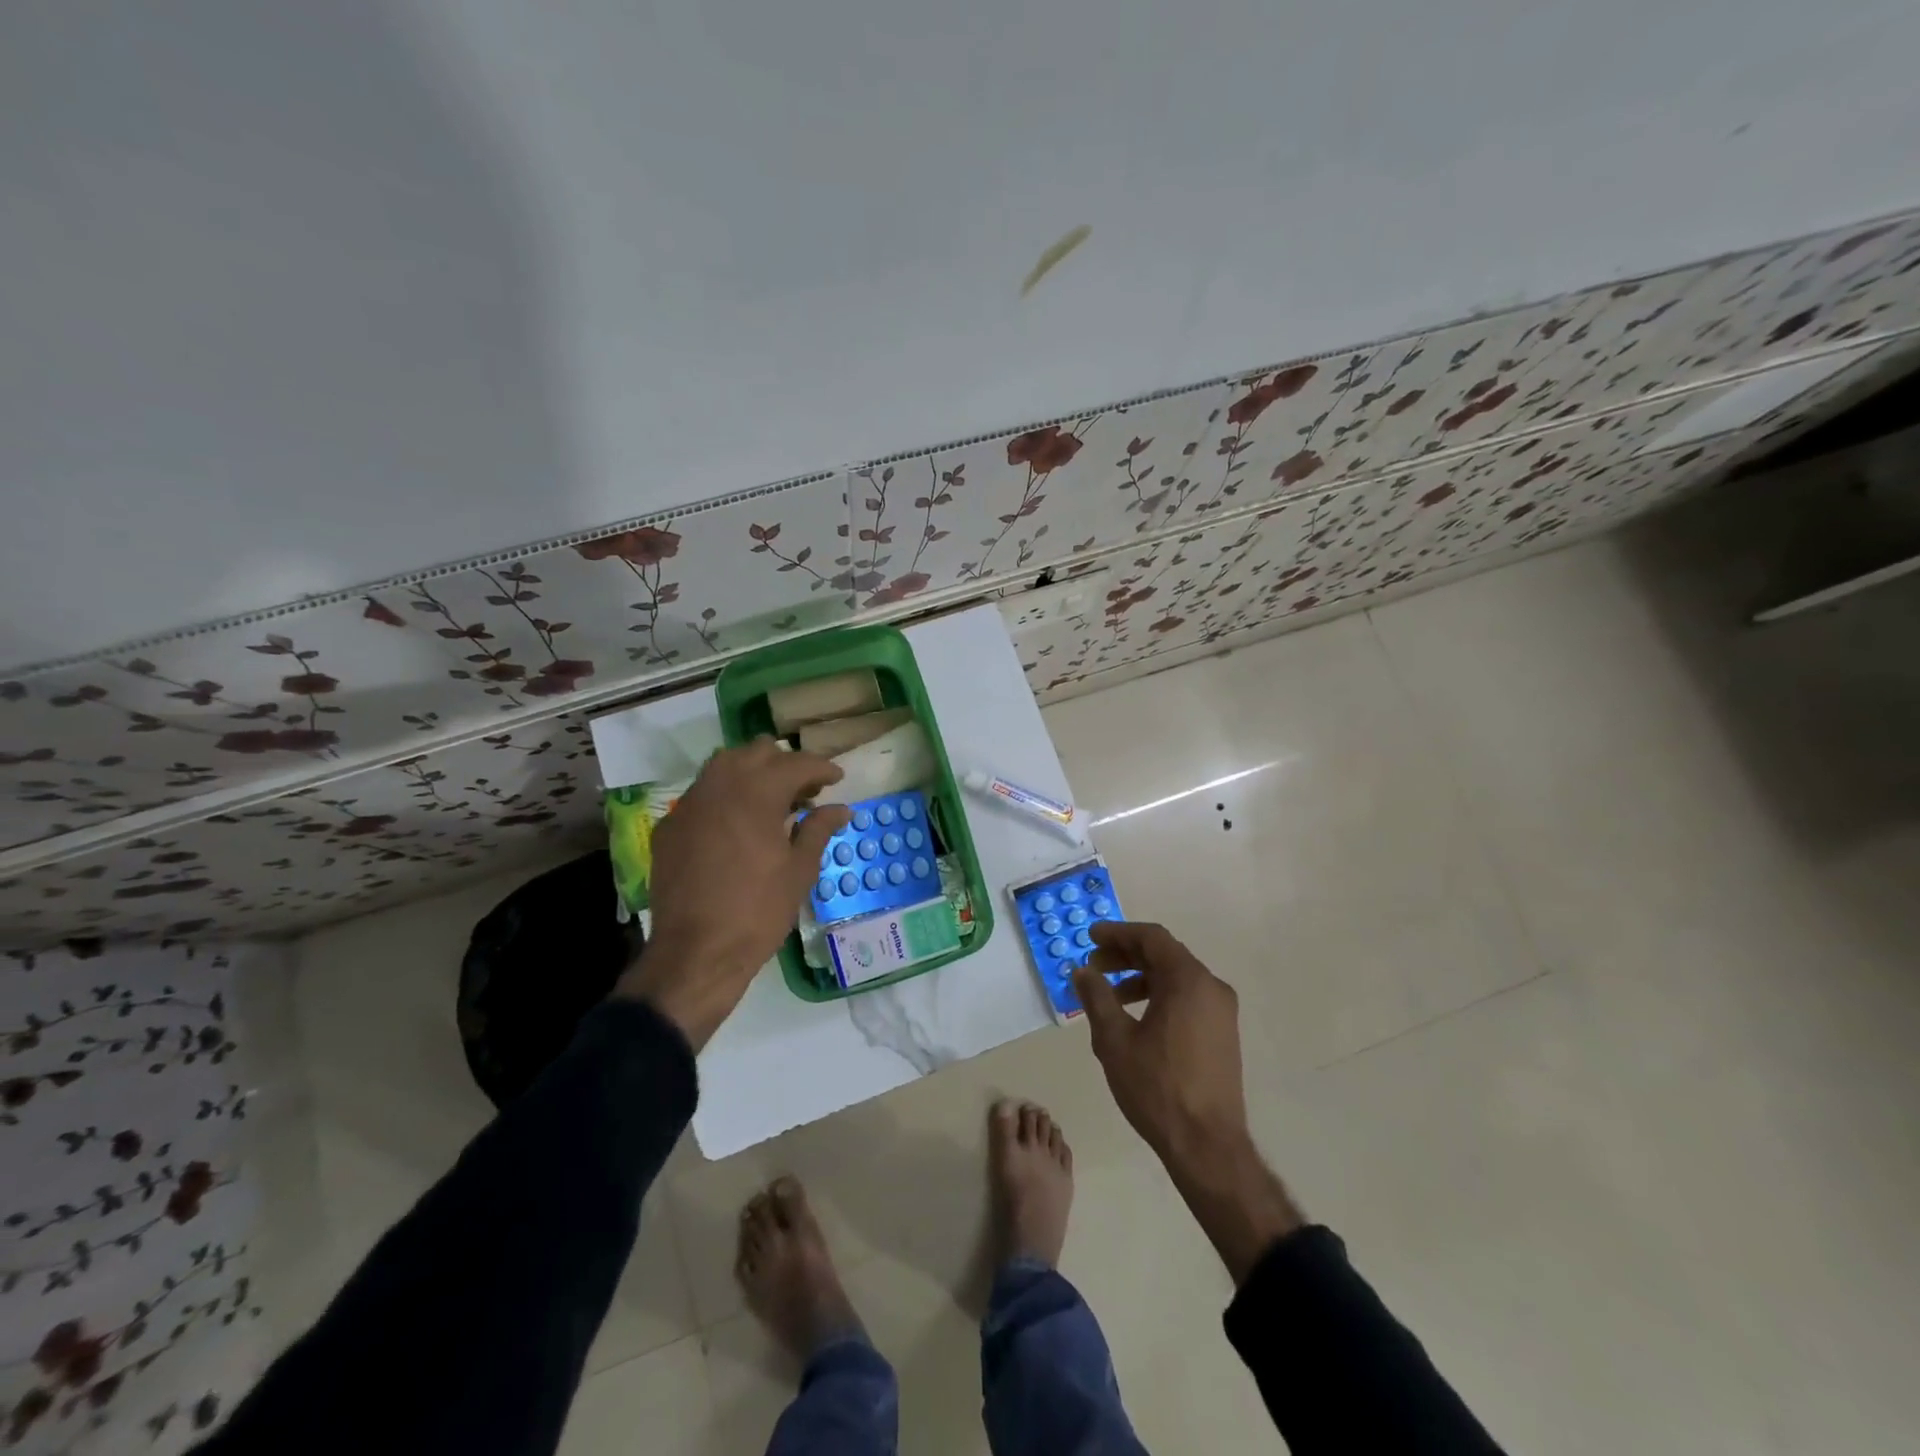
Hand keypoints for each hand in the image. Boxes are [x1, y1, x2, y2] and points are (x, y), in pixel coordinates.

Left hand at [616, 740, 850, 1048]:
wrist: (696, 953)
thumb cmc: (758, 911)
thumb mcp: (800, 871)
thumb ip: (819, 830)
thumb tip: (840, 809)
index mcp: (756, 793)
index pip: (796, 763)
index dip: (822, 768)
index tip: (837, 779)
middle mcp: (719, 786)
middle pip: (757, 752)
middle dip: (785, 764)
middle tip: (805, 790)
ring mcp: (689, 804)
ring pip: (724, 765)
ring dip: (752, 772)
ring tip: (772, 800)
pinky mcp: (670, 826)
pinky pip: (702, 794)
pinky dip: (725, 796)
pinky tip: (737, 824)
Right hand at [1074, 921, 1301, 1281]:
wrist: (1207, 1146)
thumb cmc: (1157, 1087)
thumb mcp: (1115, 1040)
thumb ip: (1096, 997)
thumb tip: (1082, 970)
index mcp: (1188, 981)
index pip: (1151, 938)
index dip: (1118, 933)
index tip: (1090, 937)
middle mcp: (1211, 987)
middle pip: (1164, 955)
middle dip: (1126, 956)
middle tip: (1093, 966)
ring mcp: (1221, 1012)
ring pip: (1176, 978)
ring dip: (1140, 978)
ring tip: (1109, 996)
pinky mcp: (1222, 1033)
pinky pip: (1187, 998)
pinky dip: (1159, 996)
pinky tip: (1135, 1019)